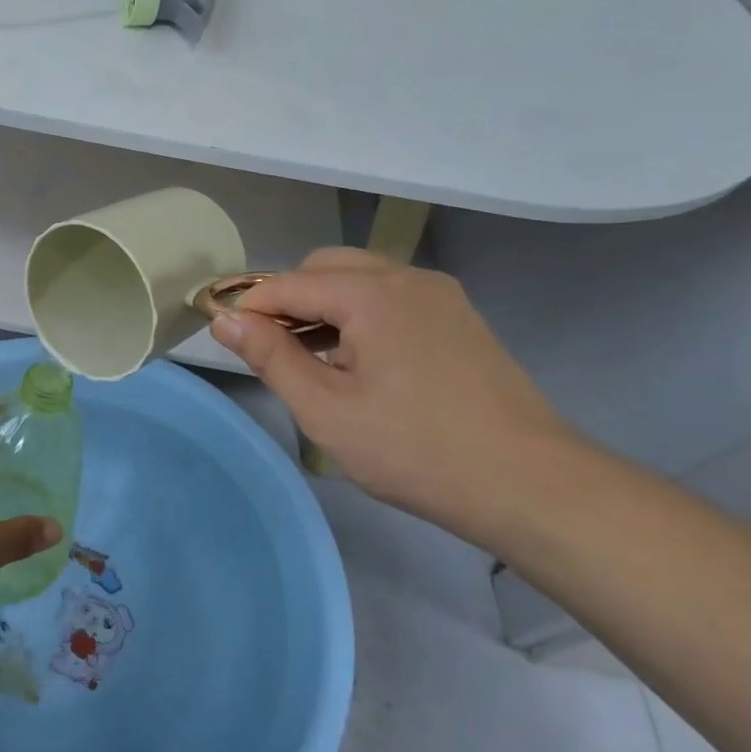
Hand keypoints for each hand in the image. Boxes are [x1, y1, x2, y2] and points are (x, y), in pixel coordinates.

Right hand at [210, 248, 582, 540]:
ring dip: (323, 306)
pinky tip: (356, 361)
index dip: (249, 305)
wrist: (527, 483)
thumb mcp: (325, 409)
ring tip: (310, 360)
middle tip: (271, 351)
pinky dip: (358, 315)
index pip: (288, 283)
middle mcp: (408, 277)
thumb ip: (270, 356)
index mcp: (373, 294)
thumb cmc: (414, 450)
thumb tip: (224, 319)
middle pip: (325, 267)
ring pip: (359, 279)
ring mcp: (440, 294)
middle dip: (288, 300)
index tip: (222, 334)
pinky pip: (390, 297)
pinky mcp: (458, 317)